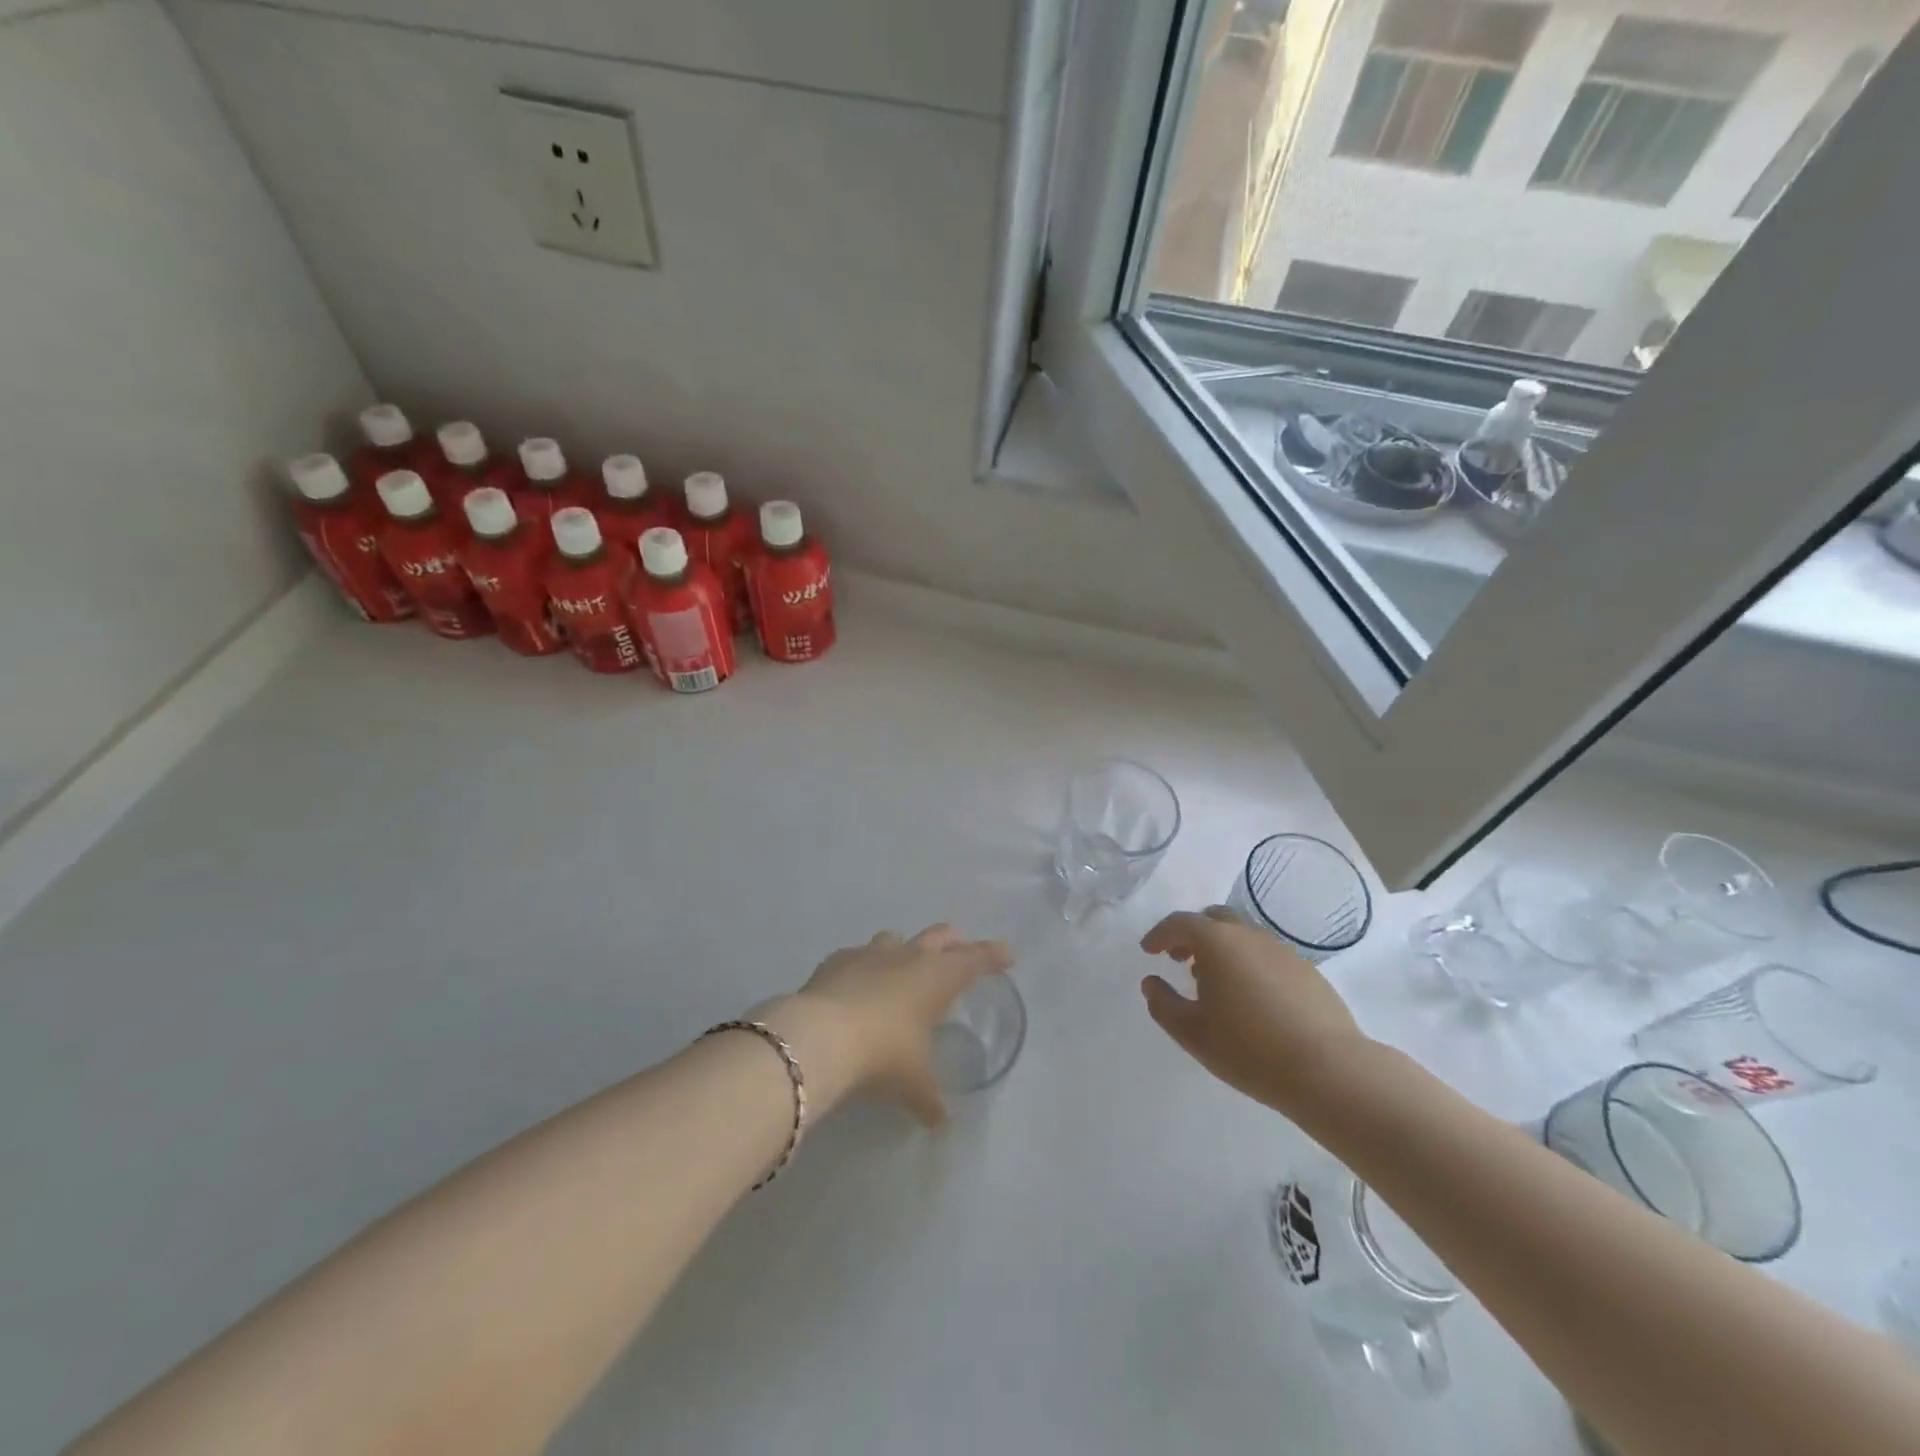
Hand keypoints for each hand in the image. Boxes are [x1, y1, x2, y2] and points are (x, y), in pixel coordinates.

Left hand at [788, 924, 1012, 1125]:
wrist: (821, 1035)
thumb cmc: (884, 1052)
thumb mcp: (914, 1082)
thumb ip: (930, 1099)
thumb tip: (940, 1122)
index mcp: (937, 976)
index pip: (975, 959)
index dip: (993, 955)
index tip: (1008, 955)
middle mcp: (908, 956)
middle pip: (939, 936)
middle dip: (952, 943)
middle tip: (959, 951)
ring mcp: (870, 953)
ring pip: (896, 939)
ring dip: (905, 949)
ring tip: (905, 967)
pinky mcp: (837, 960)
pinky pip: (857, 955)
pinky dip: (864, 966)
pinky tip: (858, 984)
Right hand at [1139, 906, 1369, 1113]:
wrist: (1328, 1070)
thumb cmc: (1248, 1048)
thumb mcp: (1191, 1032)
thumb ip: (1163, 1004)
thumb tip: (1151, 983)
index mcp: (1217, 942)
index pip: (1180, 923)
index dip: (1159, 934)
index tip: (1149, 951)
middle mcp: (1250, 936)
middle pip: (1214, 919)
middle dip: (1192, 935)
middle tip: (1180, 959)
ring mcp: (1283, 951)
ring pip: (1243, 937)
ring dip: (1222, 950)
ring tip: (1214, 983)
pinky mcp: (1307, 972)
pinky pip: (1267, 957)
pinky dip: (1249, 965)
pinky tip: (1251, 999)